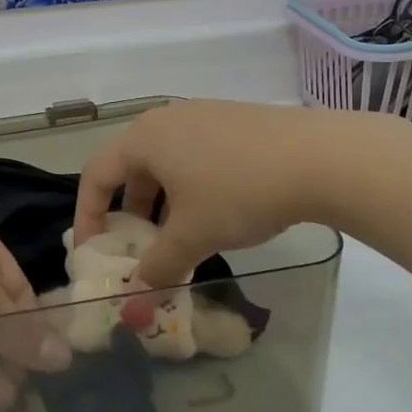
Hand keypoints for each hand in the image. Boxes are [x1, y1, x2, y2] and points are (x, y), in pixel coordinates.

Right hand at [72, 101, 405, 287]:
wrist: (324, 158)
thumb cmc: (239, 192)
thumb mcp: (193, 237)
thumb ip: (159, 267)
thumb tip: (140, 295)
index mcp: (143, 139)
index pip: (96, 175)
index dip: (87, 215)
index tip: (93, 251)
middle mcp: (166, 119)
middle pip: (131, 168)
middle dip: (129, 212)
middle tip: (137, 247)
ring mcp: (203, 115)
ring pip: (166, 163)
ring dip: (162, 203)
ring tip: (178, 237)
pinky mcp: (235, 121)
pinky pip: (196, 156)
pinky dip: (191, 189)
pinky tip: (216, 215)